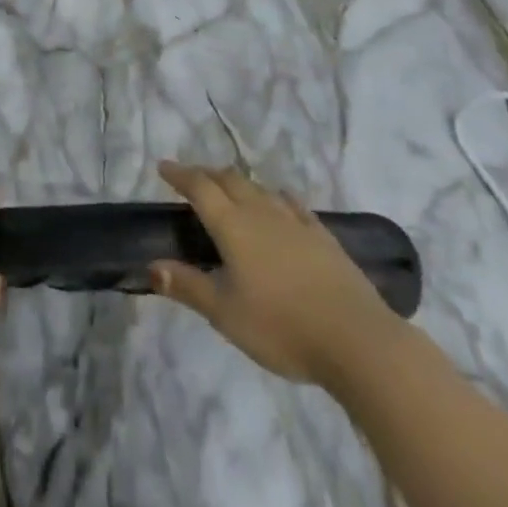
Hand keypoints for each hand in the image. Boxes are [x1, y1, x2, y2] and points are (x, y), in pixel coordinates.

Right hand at [150, 161, 402, 389]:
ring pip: (259, 188)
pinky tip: (279, 200)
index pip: (200, 188)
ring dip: (238, 182)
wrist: (356, 339)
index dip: (180, 175)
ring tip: (229, 187)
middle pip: (229, 180)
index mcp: (232, 226)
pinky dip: (276, 196)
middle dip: (206, 174)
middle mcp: (261, 212)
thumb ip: (187, 286)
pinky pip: (292, 204)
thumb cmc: (281, 327)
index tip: (163, 166)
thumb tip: (151, 266)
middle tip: (192, 178)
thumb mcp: (225, 313)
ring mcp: (295, 221)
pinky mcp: (322, 235)